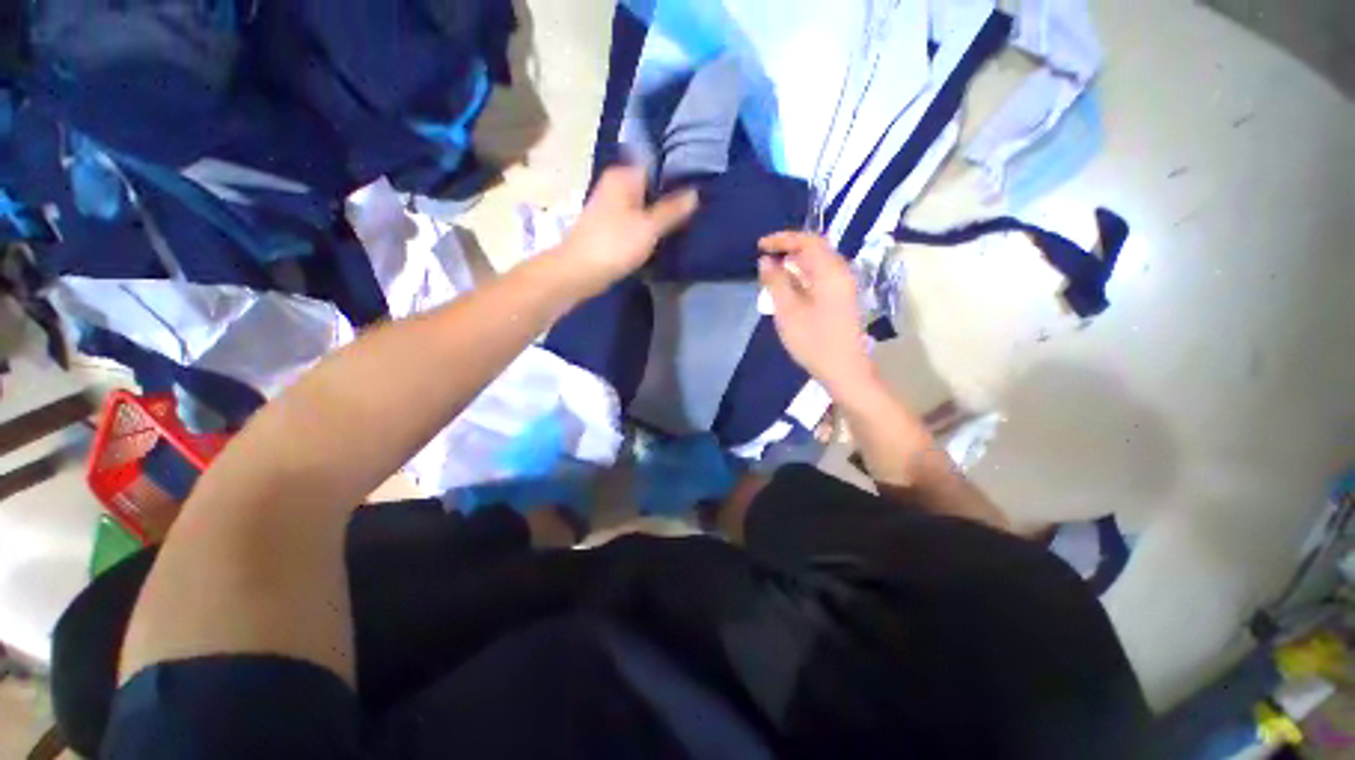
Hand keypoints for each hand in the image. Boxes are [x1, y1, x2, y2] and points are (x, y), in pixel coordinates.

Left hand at [558, 166, 697, 294]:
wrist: (580, 272)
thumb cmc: (614, 245)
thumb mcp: (649, 227)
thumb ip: (672, 210)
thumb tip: (695, 193)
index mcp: (623, 176)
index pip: (656, 164)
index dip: (677, 174)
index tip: (699, 184)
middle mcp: (615, 185)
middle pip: (650, 186)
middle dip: (670, 196)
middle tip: (697, 206)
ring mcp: (611, 206)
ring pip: (643, 205)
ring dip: (660, 213)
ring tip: (686, 220)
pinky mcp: (610, 227)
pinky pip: (636, 220)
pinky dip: (648, 226)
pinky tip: (664, 235)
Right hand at [758, 232, 875, 392]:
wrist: (845, 370)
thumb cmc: (814, 341)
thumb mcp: (788, 311)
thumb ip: (776, 282)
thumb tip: (766, 260)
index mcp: (830, 271)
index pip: (807, 241)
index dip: (782, 239)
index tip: (760, 245)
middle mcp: (841, 272)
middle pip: (815, 249)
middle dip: (789, 248)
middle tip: (765, 256)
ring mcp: (844, 286)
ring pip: (818, 263)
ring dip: (795, 262)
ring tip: (773, 270)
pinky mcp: (842, 298)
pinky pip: (821, 276)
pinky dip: (803, 274)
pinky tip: (789, 286)